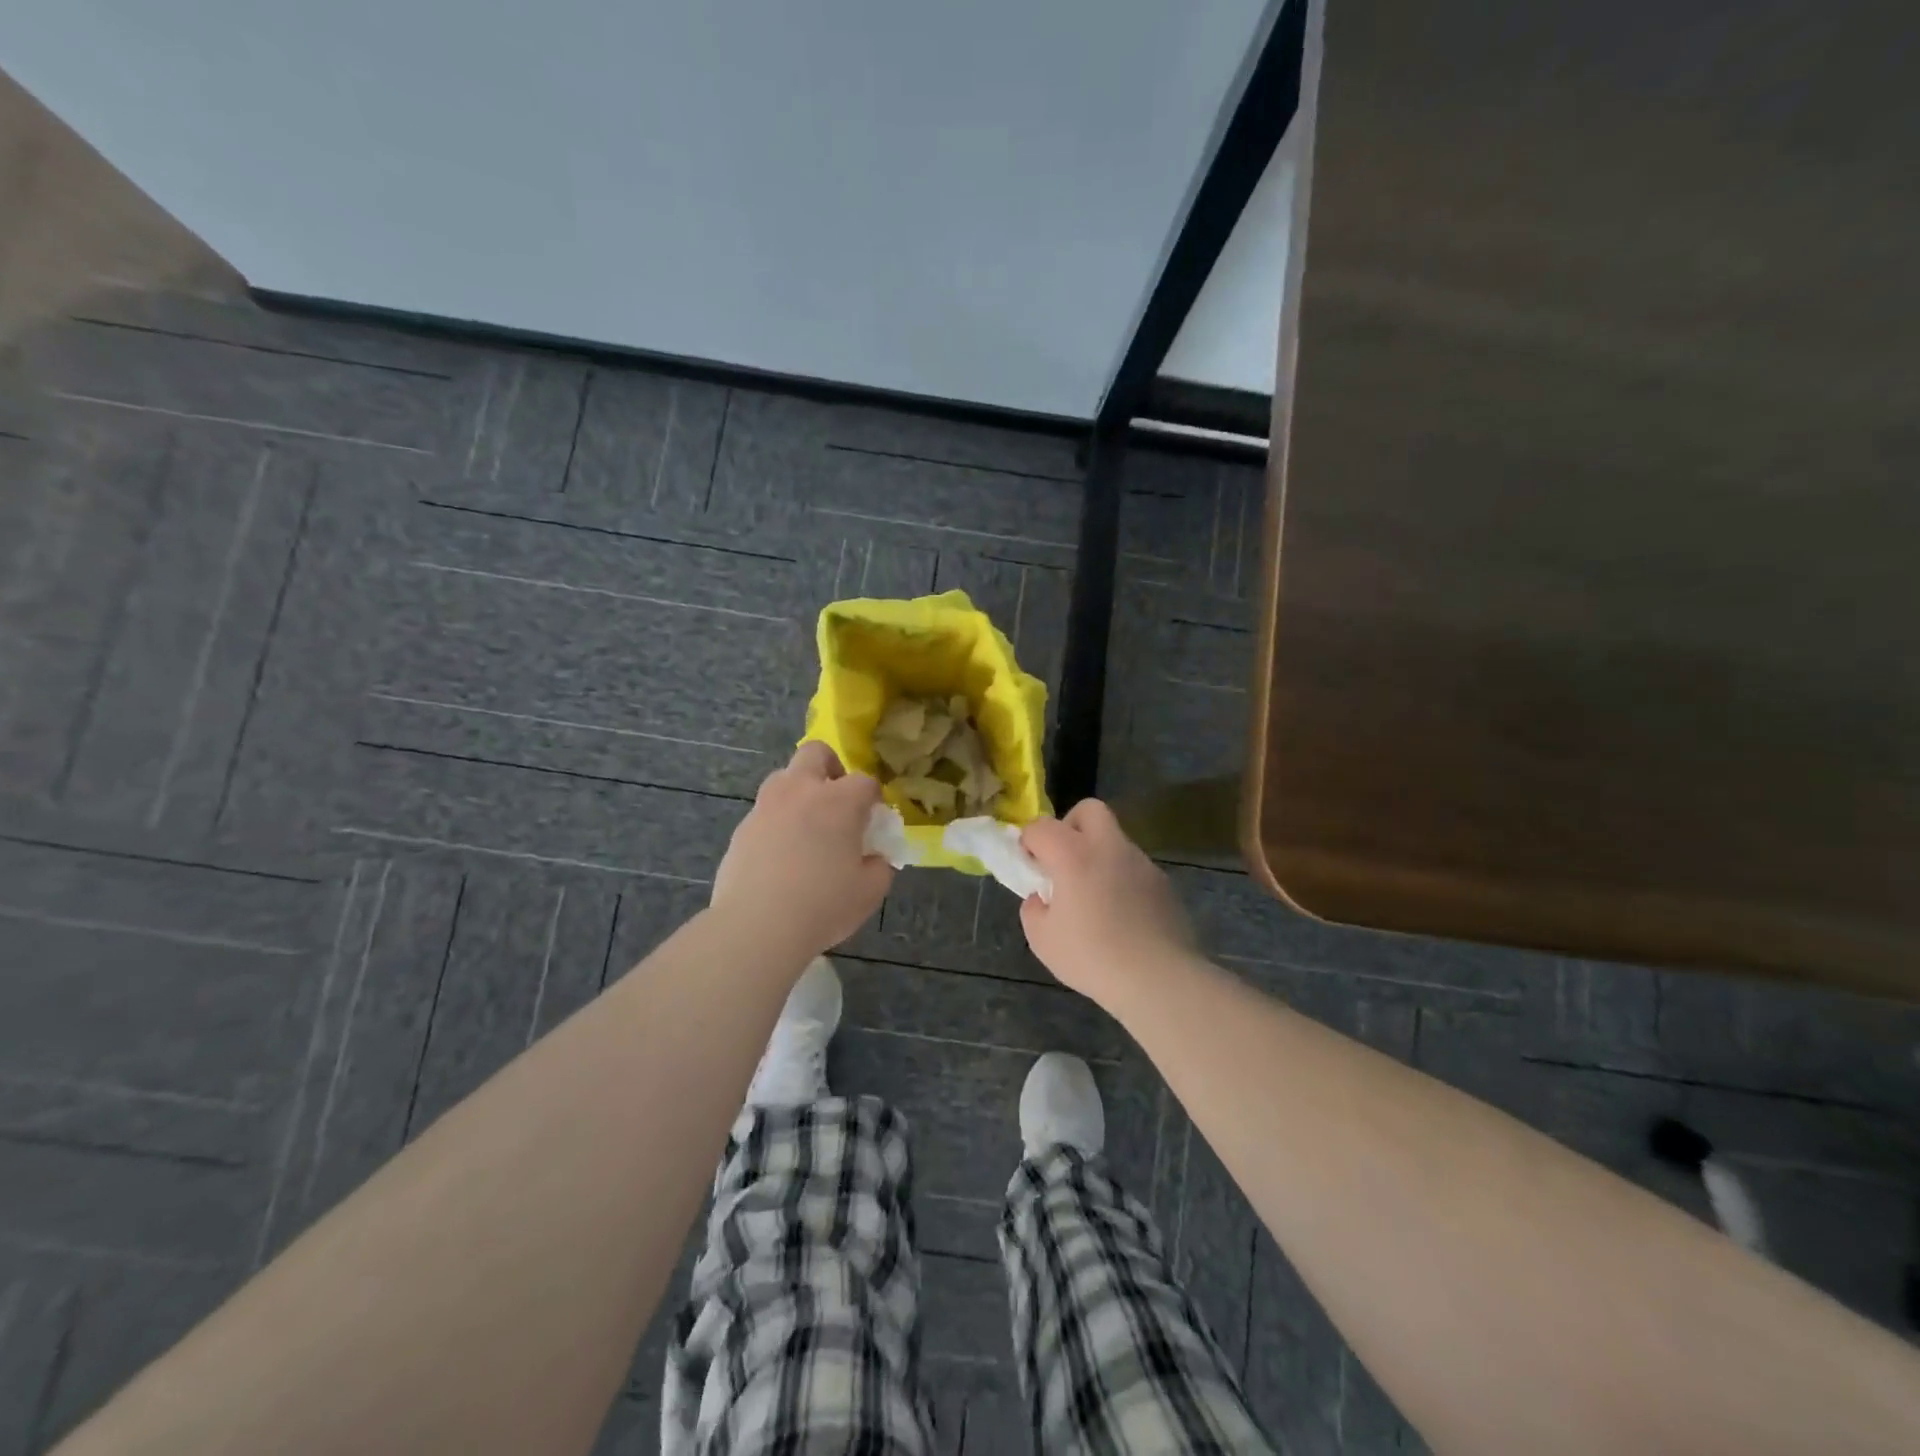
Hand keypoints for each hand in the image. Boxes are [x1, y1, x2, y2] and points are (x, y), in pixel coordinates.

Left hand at [711, 741, 893, 958]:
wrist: (757, 926)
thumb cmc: (823, 905)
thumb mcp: (869, 891)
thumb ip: (880, 867)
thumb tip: (875, 857)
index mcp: (839, 801)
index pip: (865, 781)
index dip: (873, 798)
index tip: (874, 820)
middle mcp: (801, 791)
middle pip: (816, 753)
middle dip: (830, 767)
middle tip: (836, 800)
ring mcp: (766, 806)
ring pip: (783, 777)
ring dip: (799, 791)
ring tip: (806, 826)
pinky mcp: (742, 828)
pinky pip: (764, 811)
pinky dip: (776, 822)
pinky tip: (781, 855)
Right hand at [1019, 799, 1195, 1002]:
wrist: (1158, 978)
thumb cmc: (1092, 957)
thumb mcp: (1042, 940)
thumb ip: (1033, 909)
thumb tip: (1040, 898)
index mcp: (1073, 854)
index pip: (1041, 827)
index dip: (1029, 842)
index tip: (1029, 867)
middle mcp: (1108, 847)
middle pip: (1088, 810)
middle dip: (1070, 826)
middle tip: (1064, 861)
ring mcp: (1140, 862)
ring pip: (1114, 840)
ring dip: (1098, 855)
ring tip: (1094, 897)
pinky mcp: (1162, 882)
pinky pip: (1134, 868)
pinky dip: (1121, 879)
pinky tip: (1121, 915)